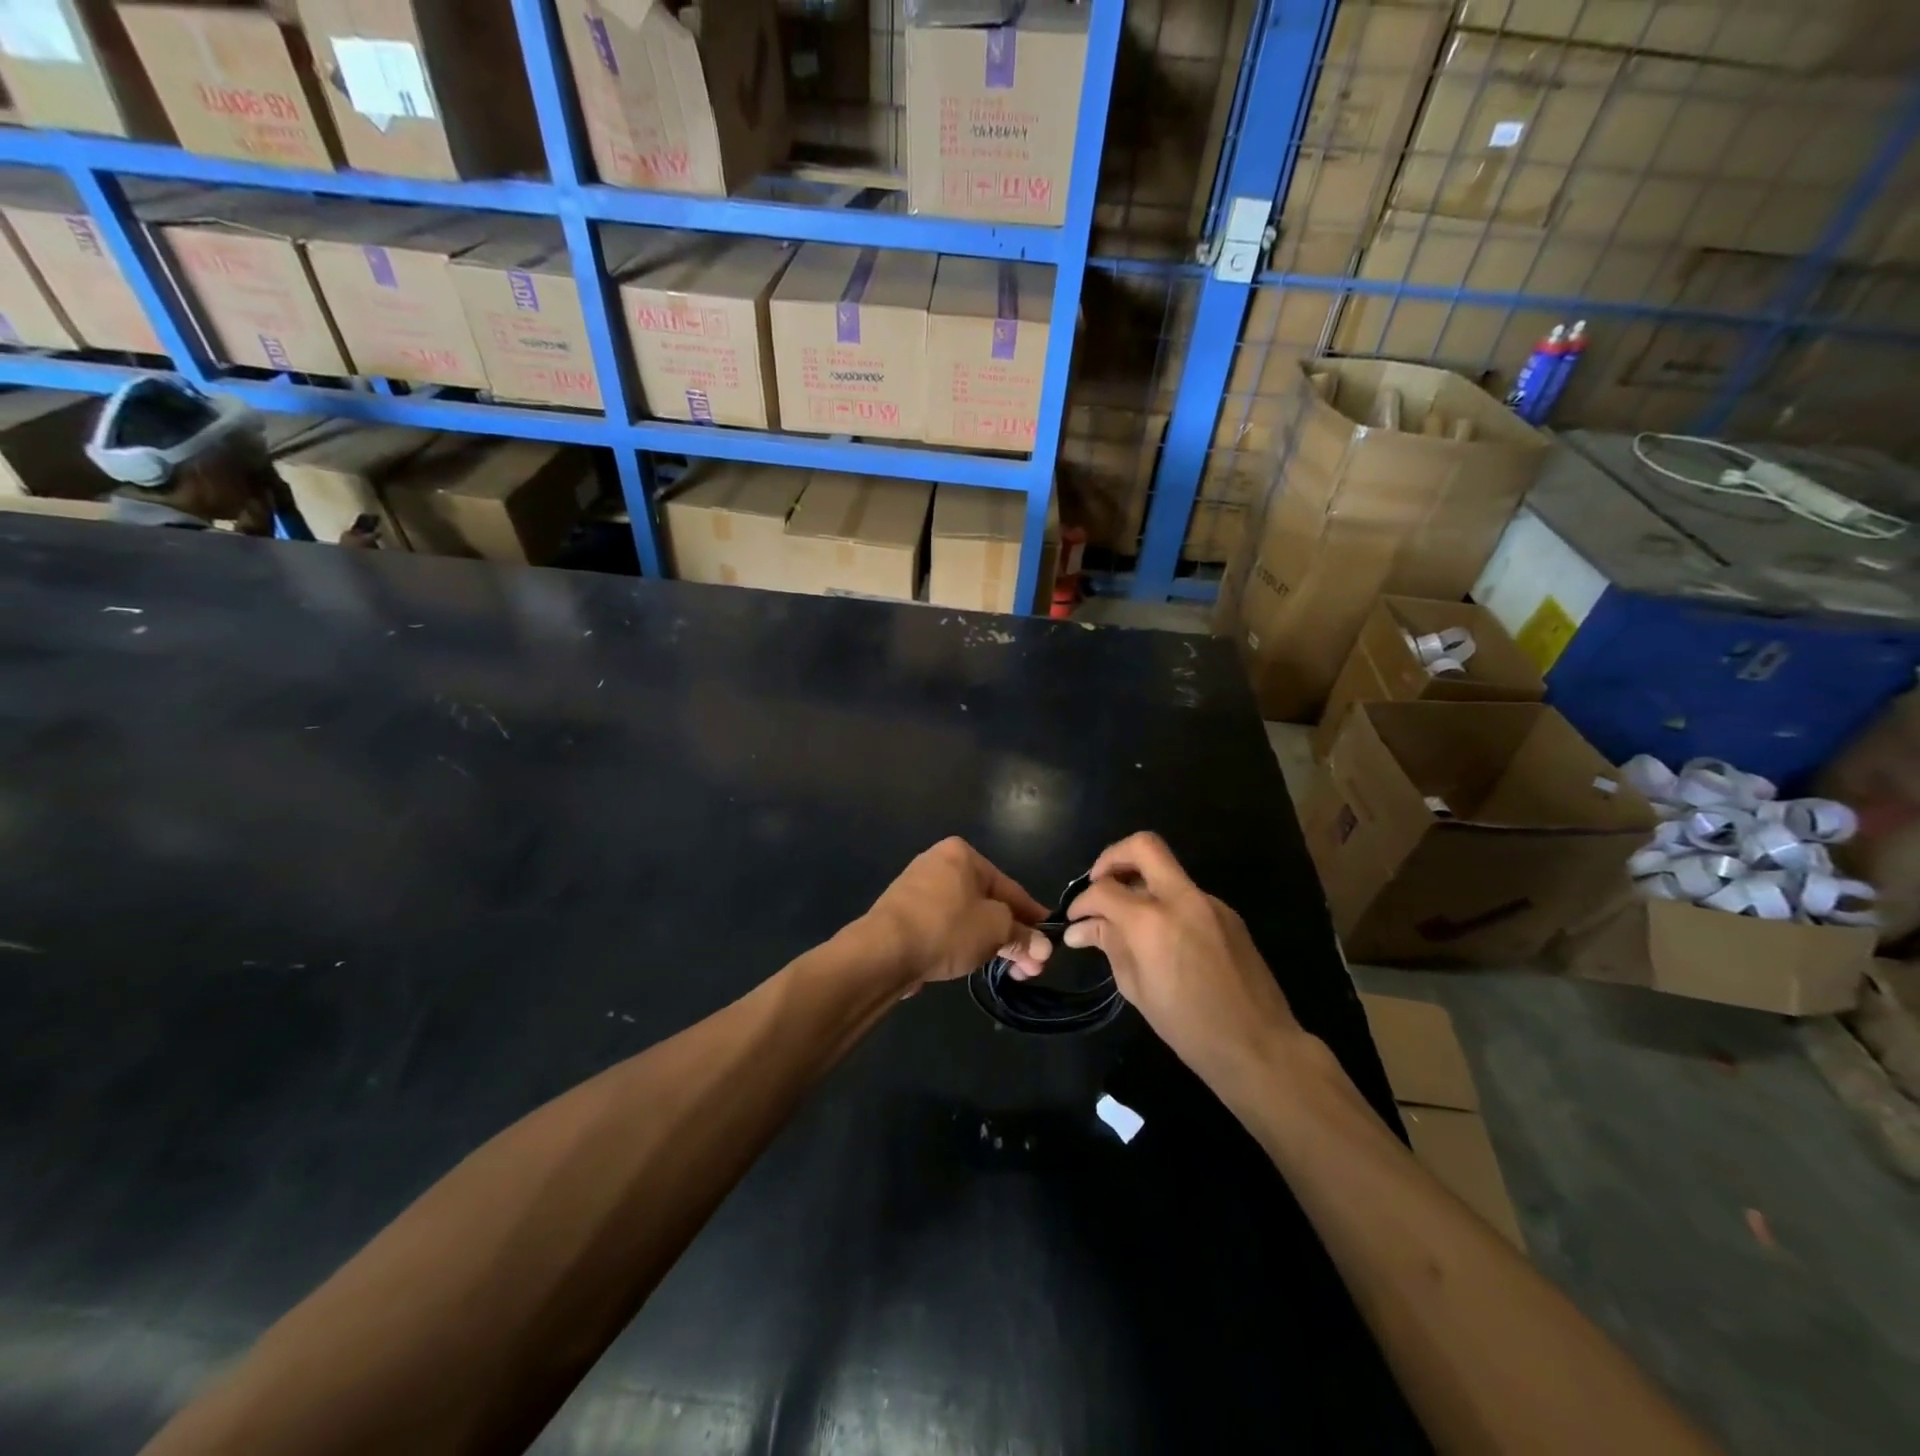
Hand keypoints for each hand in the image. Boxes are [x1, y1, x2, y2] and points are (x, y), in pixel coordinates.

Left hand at [861, 837, 1052, 990]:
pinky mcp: (903, 915)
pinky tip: (974, 964)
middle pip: (988, 903)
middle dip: (1013, 937)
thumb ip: (1022, 936)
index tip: (1049, 941)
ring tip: (1009, 972)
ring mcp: (917, 889)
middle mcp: (939, 863)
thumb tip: (1042, 949)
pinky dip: (962, 943)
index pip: (1010, 888)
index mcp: (963, 854)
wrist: (883, 950)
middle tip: (1030, 969)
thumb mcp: (995, 930)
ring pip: (967, 917)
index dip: (1033, 917)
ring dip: (991, 944)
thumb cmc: (947, 927)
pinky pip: (944, 927)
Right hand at [1065, 832, 1298, 1084]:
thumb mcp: (1136, 988)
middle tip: (1100, 883)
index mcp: (1152, 921)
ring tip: (1127, 917)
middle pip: (1143, 846)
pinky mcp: (1227, 913)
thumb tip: (1081, 928)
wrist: (1258, 1045)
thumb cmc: (1188, 1026)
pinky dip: (1165, 904)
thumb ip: (1109, 945)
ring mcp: (1209, 902)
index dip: (1082, 901)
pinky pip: (1187, 895)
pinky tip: (1162, 936)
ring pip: (1167, 870)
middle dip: (1113, 857)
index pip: (1104, 889)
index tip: (1075, 919)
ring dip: (1141, 883)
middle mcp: (1182, 898)